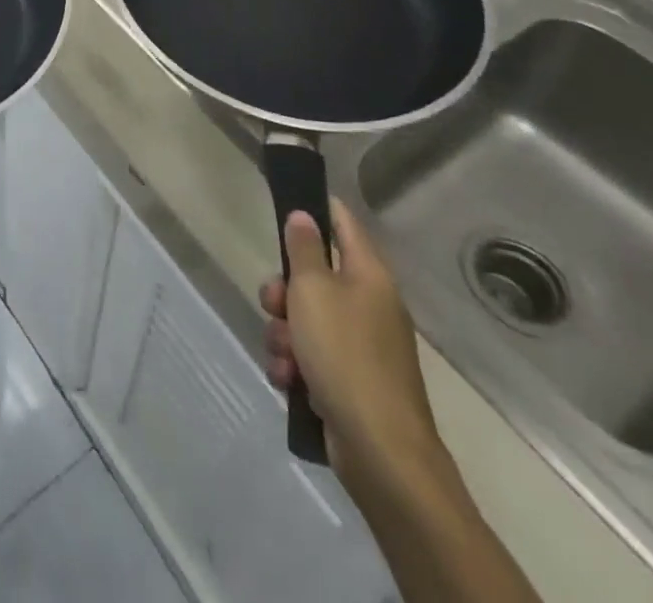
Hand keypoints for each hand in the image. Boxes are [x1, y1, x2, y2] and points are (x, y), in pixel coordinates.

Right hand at [260, 200, 443, 497]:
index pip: (343, 223)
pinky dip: (294, 364)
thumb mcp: (312, 290)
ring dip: (284, 333)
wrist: (380, 450)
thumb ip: (303, 250)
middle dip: (284, 290)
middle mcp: (369, 305)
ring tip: (283, 355)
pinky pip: (311, 356)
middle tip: (273, 304)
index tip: (287, 201)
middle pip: (314, 276)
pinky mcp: (351, 381)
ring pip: (306, 319)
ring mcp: (362, 346)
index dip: (317, 207)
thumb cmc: (344, 354)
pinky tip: (288, 379)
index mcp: (369, 276)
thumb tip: (305, 215)